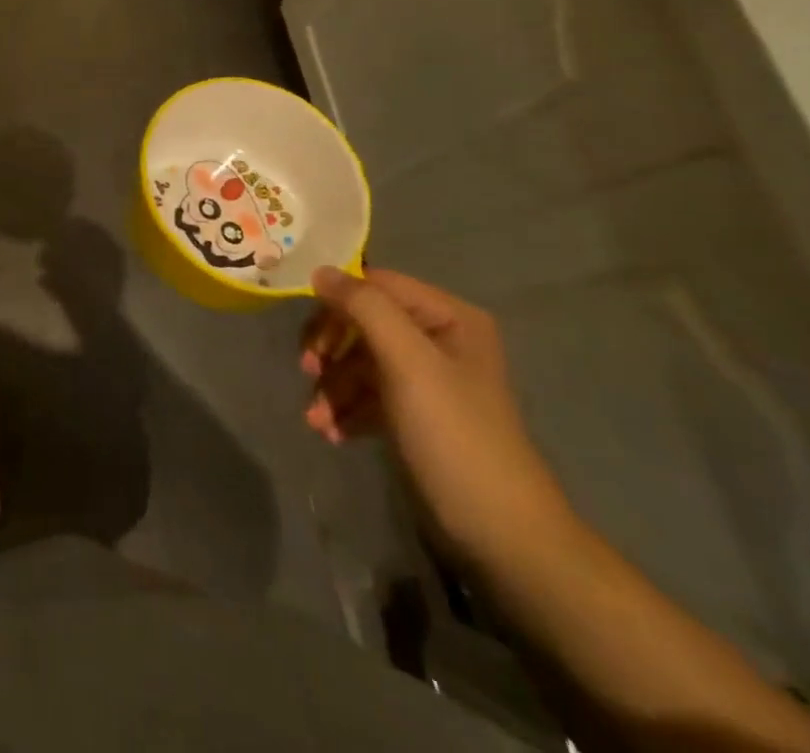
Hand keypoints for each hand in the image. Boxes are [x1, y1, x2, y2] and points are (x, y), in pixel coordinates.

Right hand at [300, 267, 572, 570]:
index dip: (336, 303)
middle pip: (363, 323)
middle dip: (331, 350)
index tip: (309, 337)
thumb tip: (320, 270)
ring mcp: (428, 379)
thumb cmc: (454, 436)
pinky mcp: (417, 415)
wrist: (503, 538)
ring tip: (316, 420)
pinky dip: (347, 409)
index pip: (375, 285)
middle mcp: (439, 339)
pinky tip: (332, 433)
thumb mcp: (408, 362)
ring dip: (333, 386)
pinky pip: (370, 394)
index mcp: (449, 317)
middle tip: (307, 372)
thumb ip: (364, 308)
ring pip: (361, 361)